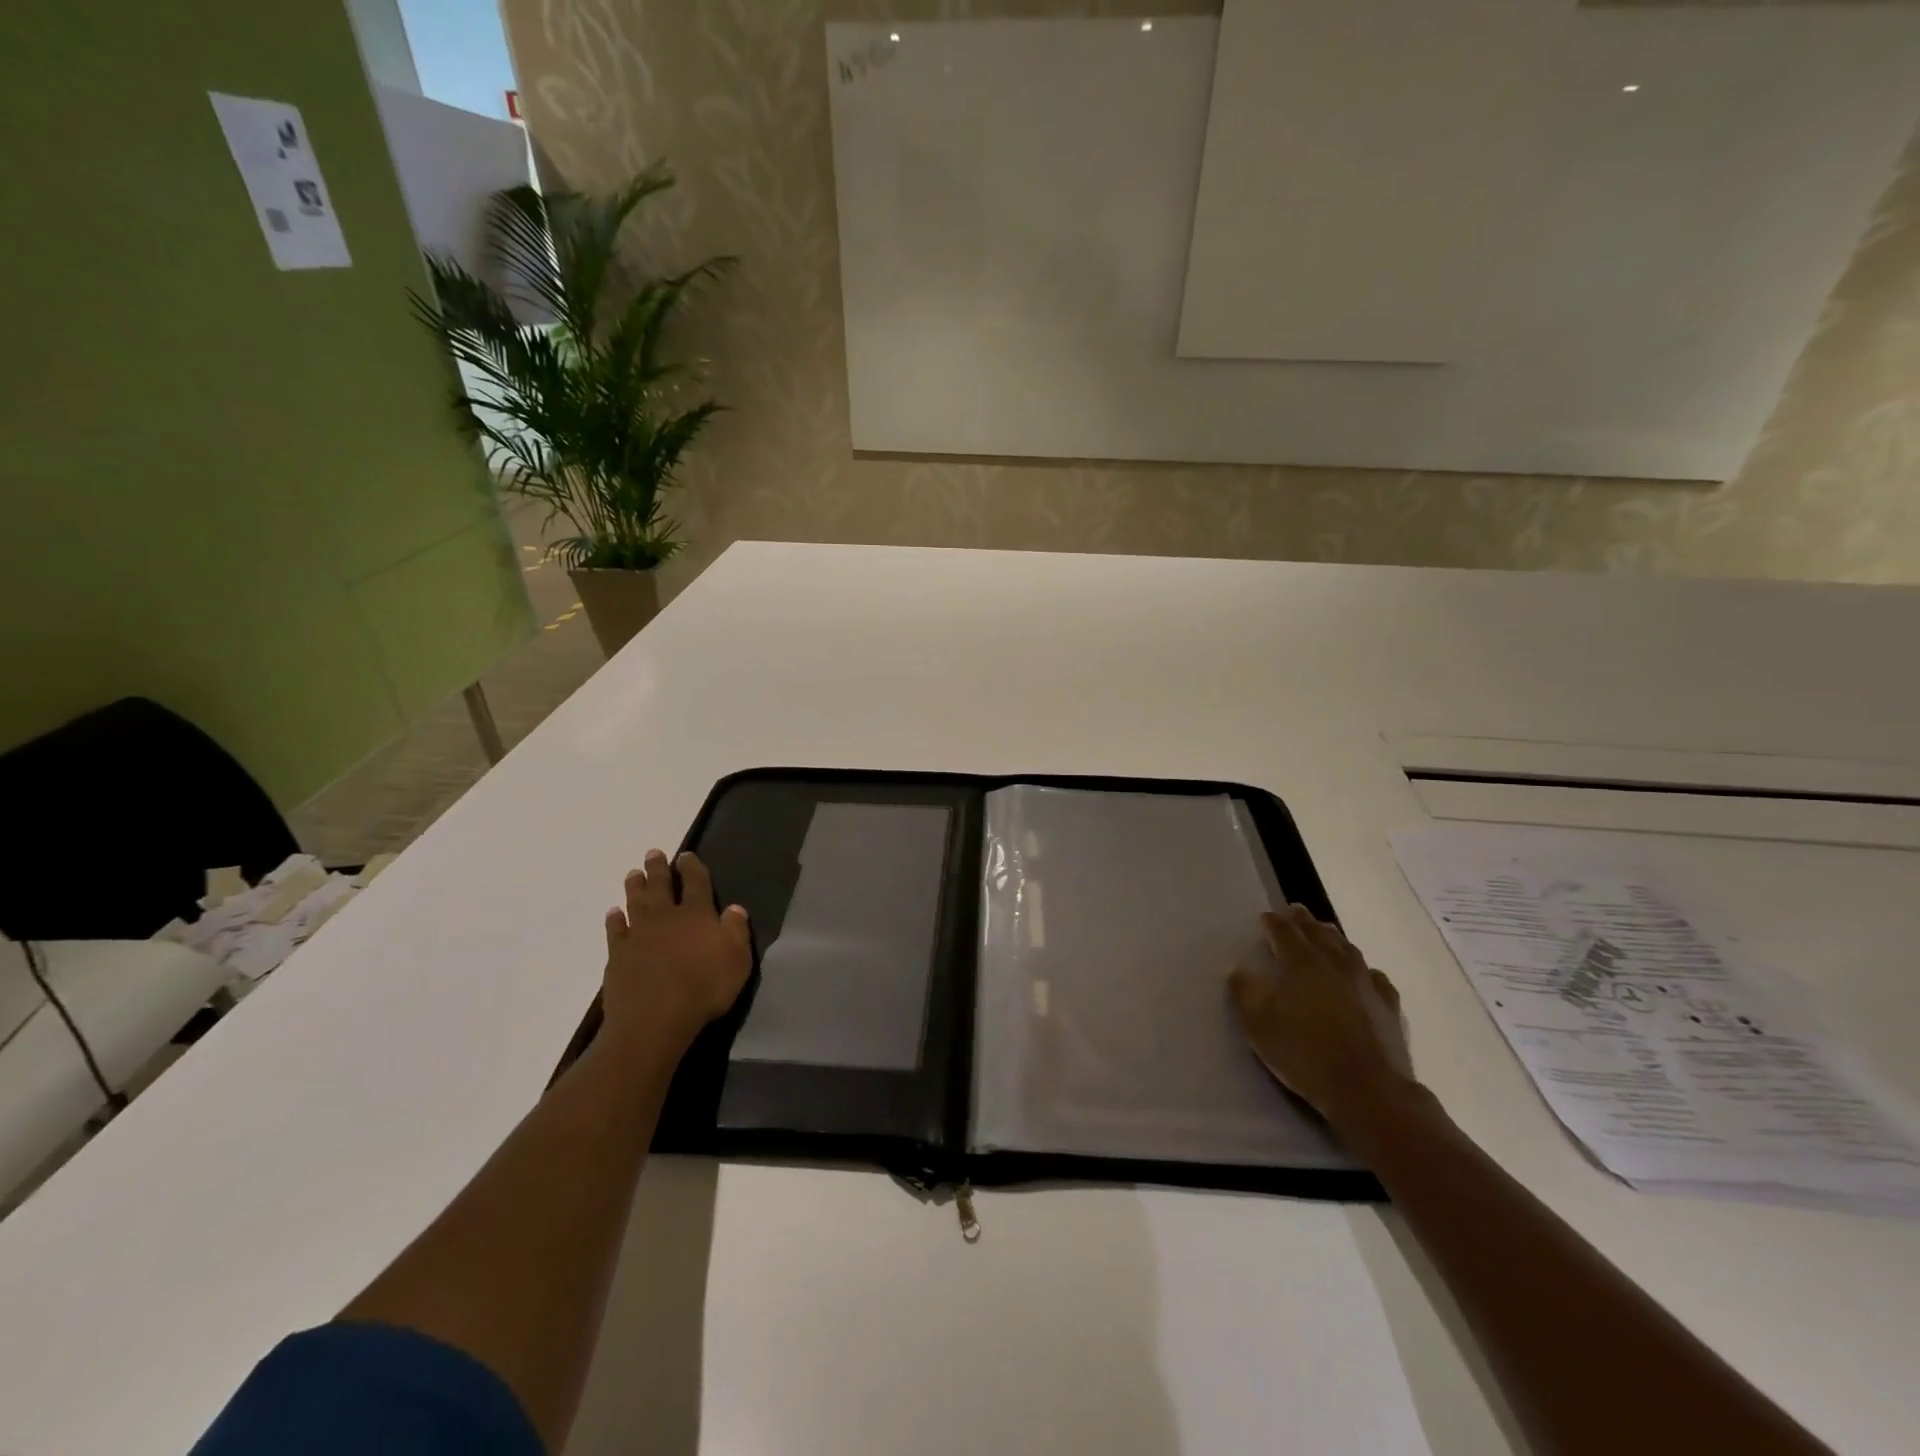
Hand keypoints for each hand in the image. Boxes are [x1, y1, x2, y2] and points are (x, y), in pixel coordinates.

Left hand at [602, 850, 751, 1052]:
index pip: (696, 883)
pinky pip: (615, 931)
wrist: (654, 1019)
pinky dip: (614, 920)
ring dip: (635, 887)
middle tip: (653, 853)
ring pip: (636, 903)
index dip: (692, 867)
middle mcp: (666, 917)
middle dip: (658, 869)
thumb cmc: (704, 988)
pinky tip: (613, 913)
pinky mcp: (617, 955)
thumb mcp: (737, 959)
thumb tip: (735, 907)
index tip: (686, 855)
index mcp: (697, 914)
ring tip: (632, 873)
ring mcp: (638, 935)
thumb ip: (736, 930)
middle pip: (661, 887)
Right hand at [1228, 904, 1413, 1127]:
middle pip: (1317, 932)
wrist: (1368, 1089)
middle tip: (1294, 912)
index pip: (1284, 931)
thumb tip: (1238, 969)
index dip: (1273, 922)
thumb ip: (1244, 992)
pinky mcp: (1388, 1005)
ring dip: (1332, 937)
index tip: (1265, 917)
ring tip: (1324, 934)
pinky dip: (1363, 969)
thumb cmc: (1304, 1053)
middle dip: (1303, 921)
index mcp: (1300, 962)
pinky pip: (1374, 976)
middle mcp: (1334, 962)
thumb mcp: (1258, 1025)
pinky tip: (1363, 975)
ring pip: (1347, 948)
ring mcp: (1365, 982)